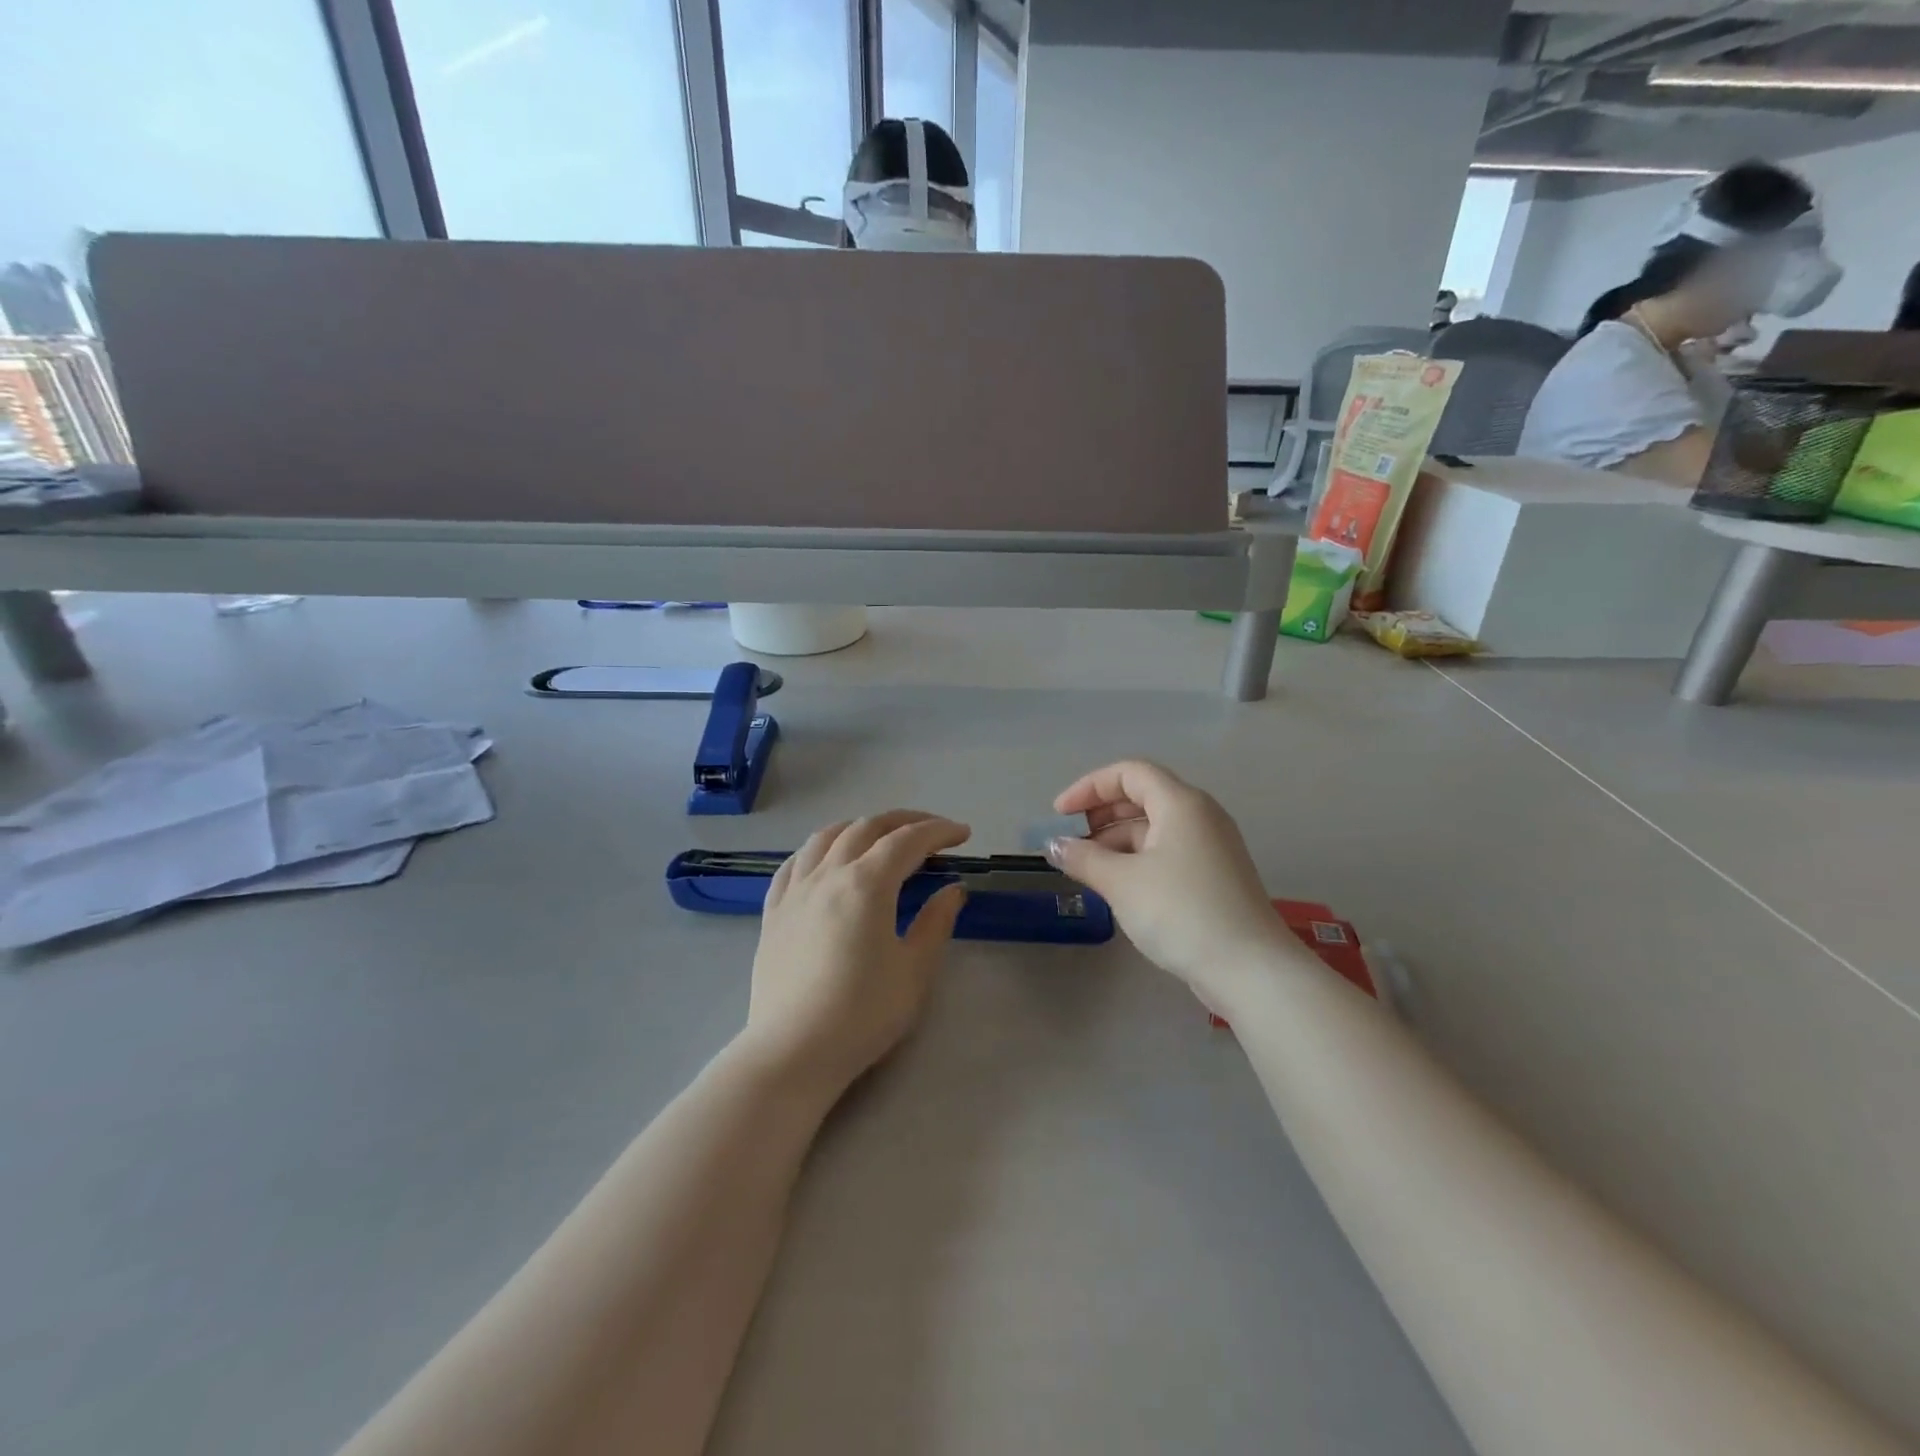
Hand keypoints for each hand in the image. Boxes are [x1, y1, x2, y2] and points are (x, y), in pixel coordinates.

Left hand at [740, 811, 969, 1096]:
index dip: (939, 831)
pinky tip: (826, 859)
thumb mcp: (914, 970)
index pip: (908, 841)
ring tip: (879, 836)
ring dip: (859, 827)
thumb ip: (935, 923)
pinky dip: (818, 849)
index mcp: (867, 883)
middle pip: (867, 828)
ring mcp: (795, 890)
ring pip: (826, 836)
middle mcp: (828, 874)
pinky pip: (794, 863)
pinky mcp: (773, 911)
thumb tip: (952, 890)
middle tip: (931, 831)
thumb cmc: (863, 1014)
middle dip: (904, 821)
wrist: (793, 1051)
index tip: (962, 834)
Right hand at [1046, 760, 1294, 1011]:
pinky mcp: (1216, 876)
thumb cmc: (1181, 912)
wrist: (1249, 969)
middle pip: (1143, 796)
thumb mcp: (1122, 882)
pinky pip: (1169, 852)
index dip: (1089, 787)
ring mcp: (1212, 846)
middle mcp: (1201, 815)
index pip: (1129, 772)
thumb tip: (1053, 845)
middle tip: (1072, 840)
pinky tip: (1120, 887)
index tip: (1060, 814)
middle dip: (1102, 813)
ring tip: (1088, 869)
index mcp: (1181, 803)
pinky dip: (1139, 859)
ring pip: (1156, 828)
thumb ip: (1083, 858)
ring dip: (1117, 840)